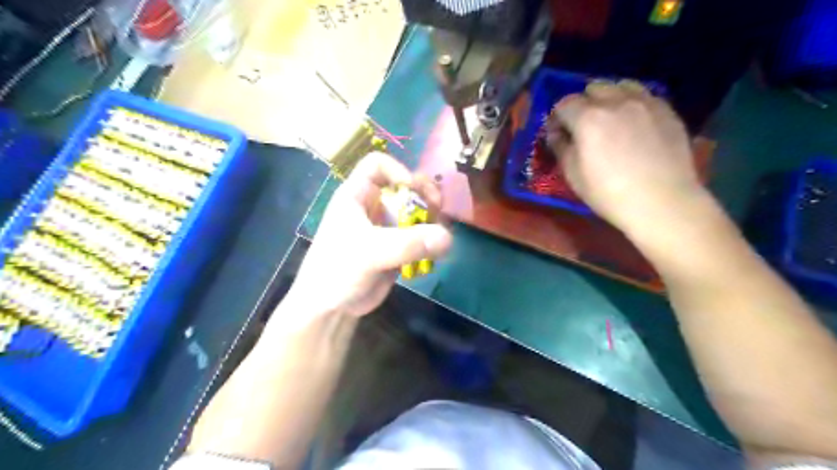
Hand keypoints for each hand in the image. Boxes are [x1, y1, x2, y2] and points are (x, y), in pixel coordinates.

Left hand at [282, 153, 450, 319]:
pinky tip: (437, 249)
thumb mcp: (370, 252)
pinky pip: (418, 234)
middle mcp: (373, 206)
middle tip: (438, 209)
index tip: (412, 191)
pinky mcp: (396, 247)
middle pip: (405, 186)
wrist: (331, 307)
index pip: (378, 164)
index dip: (398, 170)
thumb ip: (408, 243)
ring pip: (415, 210)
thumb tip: (448, 238)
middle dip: (424, 194)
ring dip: (431, 217)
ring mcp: (386, 227)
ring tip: (441, 232)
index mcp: (357, 195)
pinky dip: (430, 238)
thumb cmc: (338, 270)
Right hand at [547, 79, 708, 237]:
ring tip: (610, 118)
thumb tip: (557, 134)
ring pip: (621, 85)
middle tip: (583, 126)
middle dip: (583, 103)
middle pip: (593, 88)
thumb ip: (561, 147)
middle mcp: (616, 102)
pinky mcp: (667, 110)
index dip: (557, 118)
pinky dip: (632, 104)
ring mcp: (645, 103)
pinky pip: (644, 96)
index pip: (564, 104)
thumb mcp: (573, 175)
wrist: (661, 202)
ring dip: (609, 98)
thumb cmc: (608, 193)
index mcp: (588, 118)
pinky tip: (634, 125)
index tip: (558, 134)